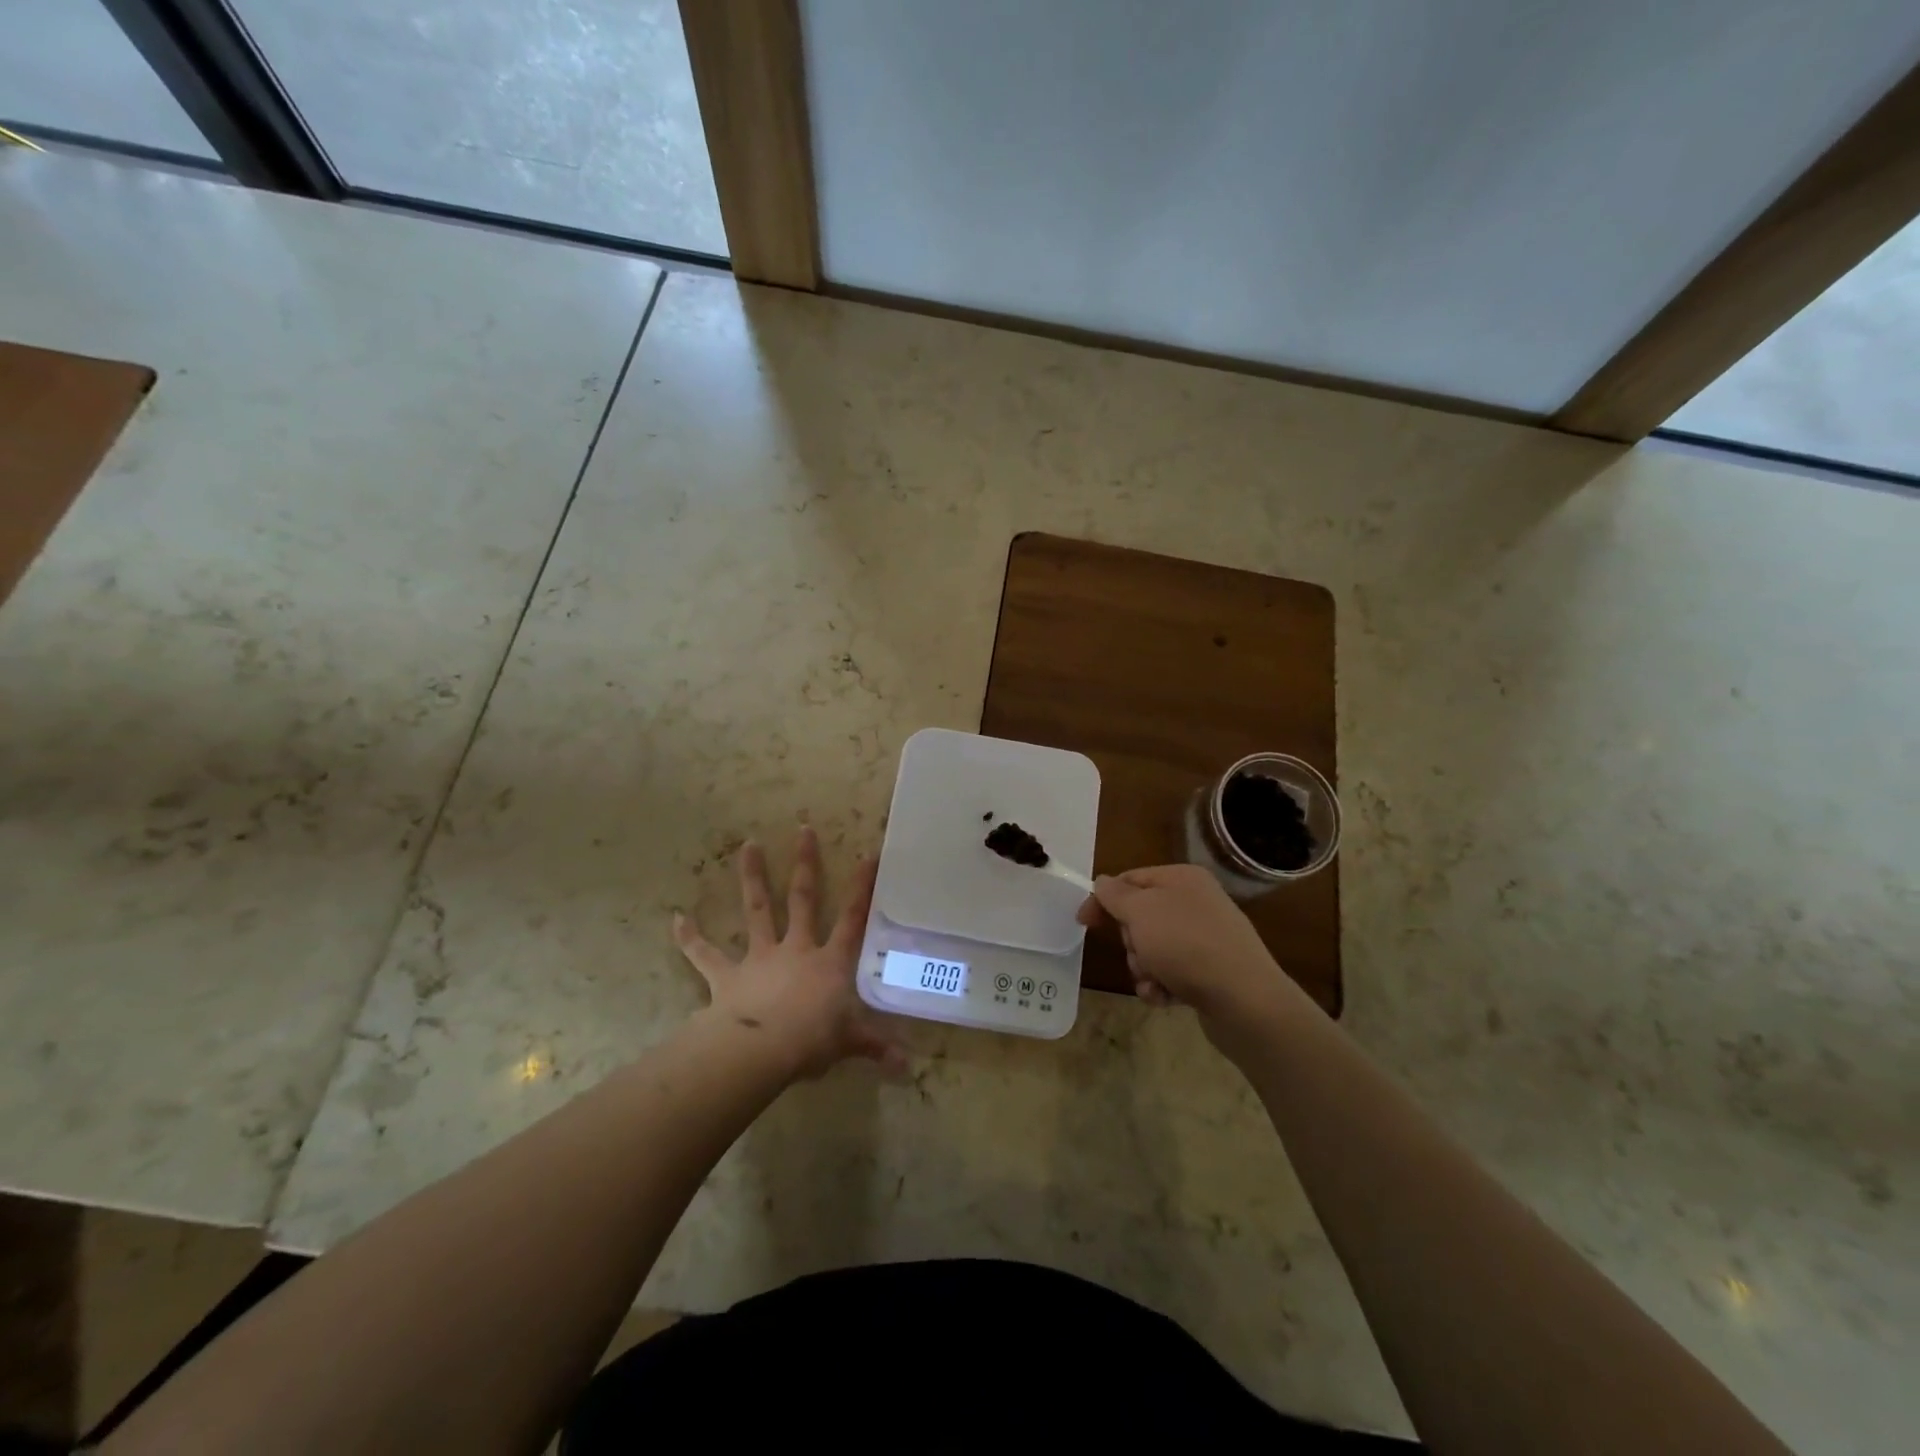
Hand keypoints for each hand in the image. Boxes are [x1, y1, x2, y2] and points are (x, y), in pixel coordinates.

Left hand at [673, 827, 904, 1080]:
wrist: (761, 1050)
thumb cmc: (812, 1040)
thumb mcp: (850, 1042)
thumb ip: (876, 1047)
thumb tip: (907, 1066)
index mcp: (829, 962)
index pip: (852, 919)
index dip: (862, 888)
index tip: (868, 855)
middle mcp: (796, 949)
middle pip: (802, 899)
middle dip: (805, 864)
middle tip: (803, 830)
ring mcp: (760, 958)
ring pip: (757, 911)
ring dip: (752, 878)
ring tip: (748, 846)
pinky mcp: (727, 976)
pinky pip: (706, 955)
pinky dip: (691, 938)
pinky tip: (676, 919)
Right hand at [1078, 864, 1306, 1047]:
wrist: (1245, 1000)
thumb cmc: (1186, 945)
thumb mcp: (1141, 911)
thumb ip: (1115, 894)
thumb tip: (1103, 882)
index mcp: (1182, 879)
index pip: (1131, 879)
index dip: (1104, 899)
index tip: (1083, 922)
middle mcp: (1196, 903)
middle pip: (1141, 917)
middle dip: (1131, 941)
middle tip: (1138, 952)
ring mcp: (1206, 938)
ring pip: (1153, 948)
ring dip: (1144, 967)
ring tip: (1155, 980)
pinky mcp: (1211, 971)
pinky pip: (1172, 972)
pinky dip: (1162, 985)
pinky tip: (1165, 997)